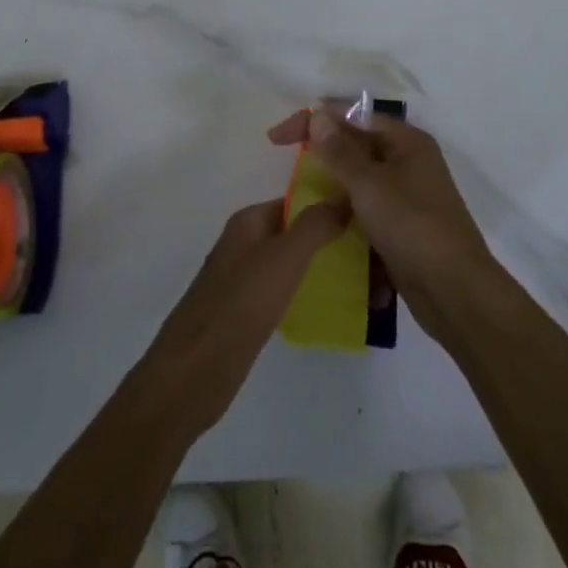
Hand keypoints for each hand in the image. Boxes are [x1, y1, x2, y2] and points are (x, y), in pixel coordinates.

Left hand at [132, 197, 348, 441]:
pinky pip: (283, 293)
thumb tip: (344, 196)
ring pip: (290, 264)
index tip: (366, 216)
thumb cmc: (240, 304)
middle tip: (372, 253)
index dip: (327, 205)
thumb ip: (315, 225)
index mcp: (248, 222)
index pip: (295, 201)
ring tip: (363, 281)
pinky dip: (305, 294)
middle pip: (294, 232)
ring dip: (320, 268)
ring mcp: (242, 280)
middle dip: (329, 239)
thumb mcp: (284, 257)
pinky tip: (331, 308)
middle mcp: (243, 245)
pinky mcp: (245, 314)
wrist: (194, 371)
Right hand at [267, 109, 495, 325]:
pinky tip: (323, 219)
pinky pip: (367, 205)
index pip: (354, 116)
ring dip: (332, 180)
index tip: (278, 136)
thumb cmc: (412, 226)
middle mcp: (409, 161)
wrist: (454, 290)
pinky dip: (345, 207)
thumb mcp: (370, 185)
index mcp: (407, 142)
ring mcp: (407, 195)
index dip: (315, 119)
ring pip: (361, 177)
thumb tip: (317, 116)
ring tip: (298, 189)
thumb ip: (340, 151)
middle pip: (358, 143)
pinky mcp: (402, 225)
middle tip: (285, 157)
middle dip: (323, 148)